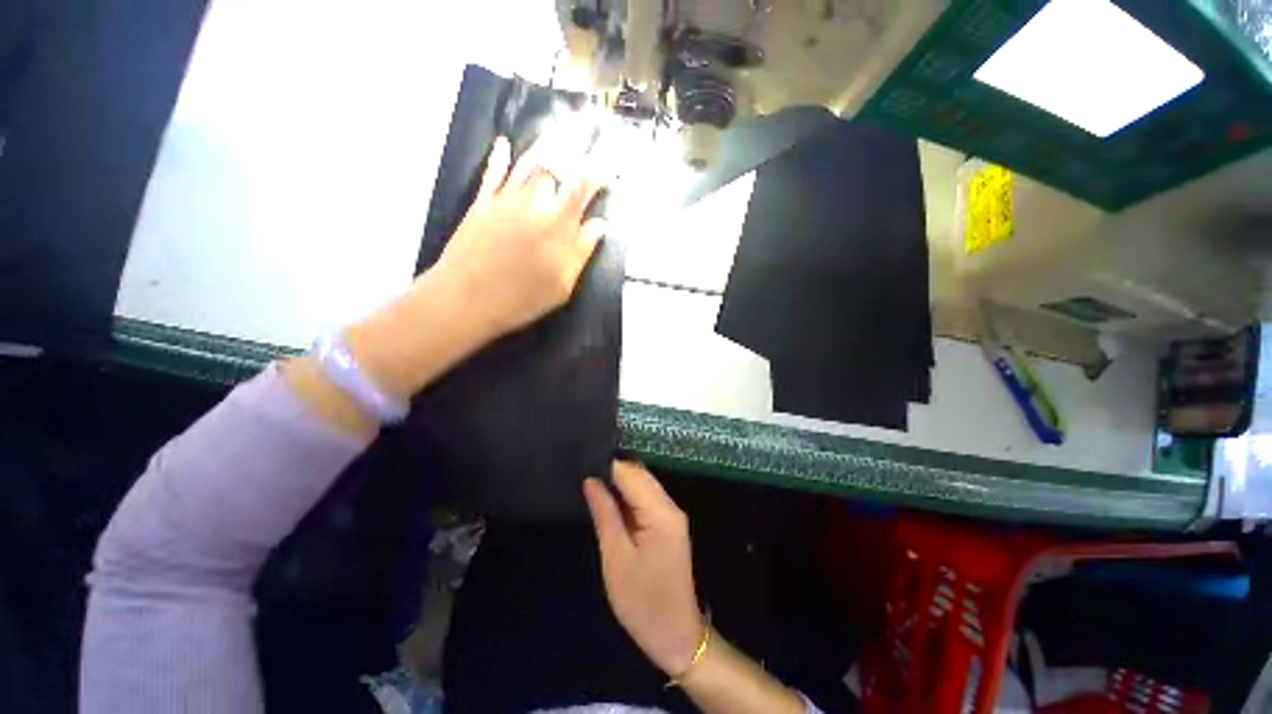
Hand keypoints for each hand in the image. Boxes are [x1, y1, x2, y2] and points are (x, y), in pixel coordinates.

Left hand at [432, 137, 607, 341]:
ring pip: (527, 166)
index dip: (595, 175)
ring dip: (542, 150)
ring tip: (554, 136)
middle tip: (580, 144)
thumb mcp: (562, 285)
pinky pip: (492, 174)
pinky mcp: (482, 204)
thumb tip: (599, 225)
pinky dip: (499, 157)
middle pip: (555, 172)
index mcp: (557, 226)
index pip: (581, 190)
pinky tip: (504, 143)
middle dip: (570, 157)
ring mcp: (506, 201)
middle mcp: (534, 205)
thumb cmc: (521, 299)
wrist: (467, 299)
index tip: (605, 168)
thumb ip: (581, 252)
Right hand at [583, 462, 704, 675]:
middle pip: (640, 474)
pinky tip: (609, 499)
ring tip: (591, 482)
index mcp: (660, 512)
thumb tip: (591, 480)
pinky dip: (628, 495)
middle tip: (582, 471)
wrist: (676, 635)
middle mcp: (670, 506)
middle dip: (613, 470)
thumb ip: (605, 514)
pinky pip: (646, 498)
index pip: (631, 473)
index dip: (607, 465)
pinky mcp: (669, 523)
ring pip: (643, 484)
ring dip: (620, 481)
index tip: (582, 461)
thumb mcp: (616, 559)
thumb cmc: (642, 602)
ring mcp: (672, 514)